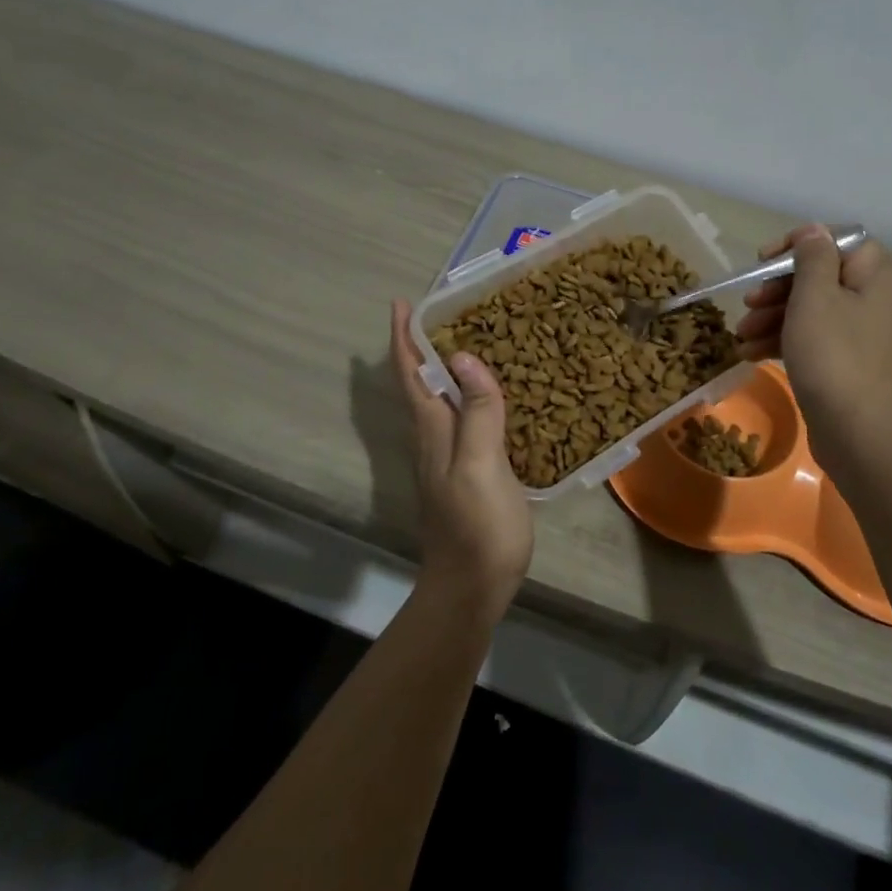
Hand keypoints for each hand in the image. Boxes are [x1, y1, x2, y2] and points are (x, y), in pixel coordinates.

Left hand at [390, 301, 534, 627]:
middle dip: (422, 346)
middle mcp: (434, 438)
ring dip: (445, 368)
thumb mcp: (480, 465)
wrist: (473, 587)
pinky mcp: (467, 472)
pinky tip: (491, 395)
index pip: (410, 375)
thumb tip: (463, 356)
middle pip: (420, 383)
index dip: (403, 339)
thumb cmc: (478, 526)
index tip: (400, 303)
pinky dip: (470, 395)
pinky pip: (463, 419)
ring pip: (440, 400)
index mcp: (433, 431)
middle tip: (445, 311)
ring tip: (470, 340)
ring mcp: (448, 457)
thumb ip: (476, 412)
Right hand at [735, 224, 891, 474]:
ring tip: (741, 336)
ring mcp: (871, 338)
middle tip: (748, 304)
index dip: (797, 246)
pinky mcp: (857, 368)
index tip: (763, 261)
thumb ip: (812, 258)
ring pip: (817, 313)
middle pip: (823, 279)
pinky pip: (820, 342)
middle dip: (778, 290)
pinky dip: (789, 343)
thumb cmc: (835, 357)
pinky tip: (752, 355)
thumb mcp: (815, 297)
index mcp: (881, 277)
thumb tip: (814, 231)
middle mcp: (883, 302)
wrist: (863, 436)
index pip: (839, 242)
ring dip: (775, 318)